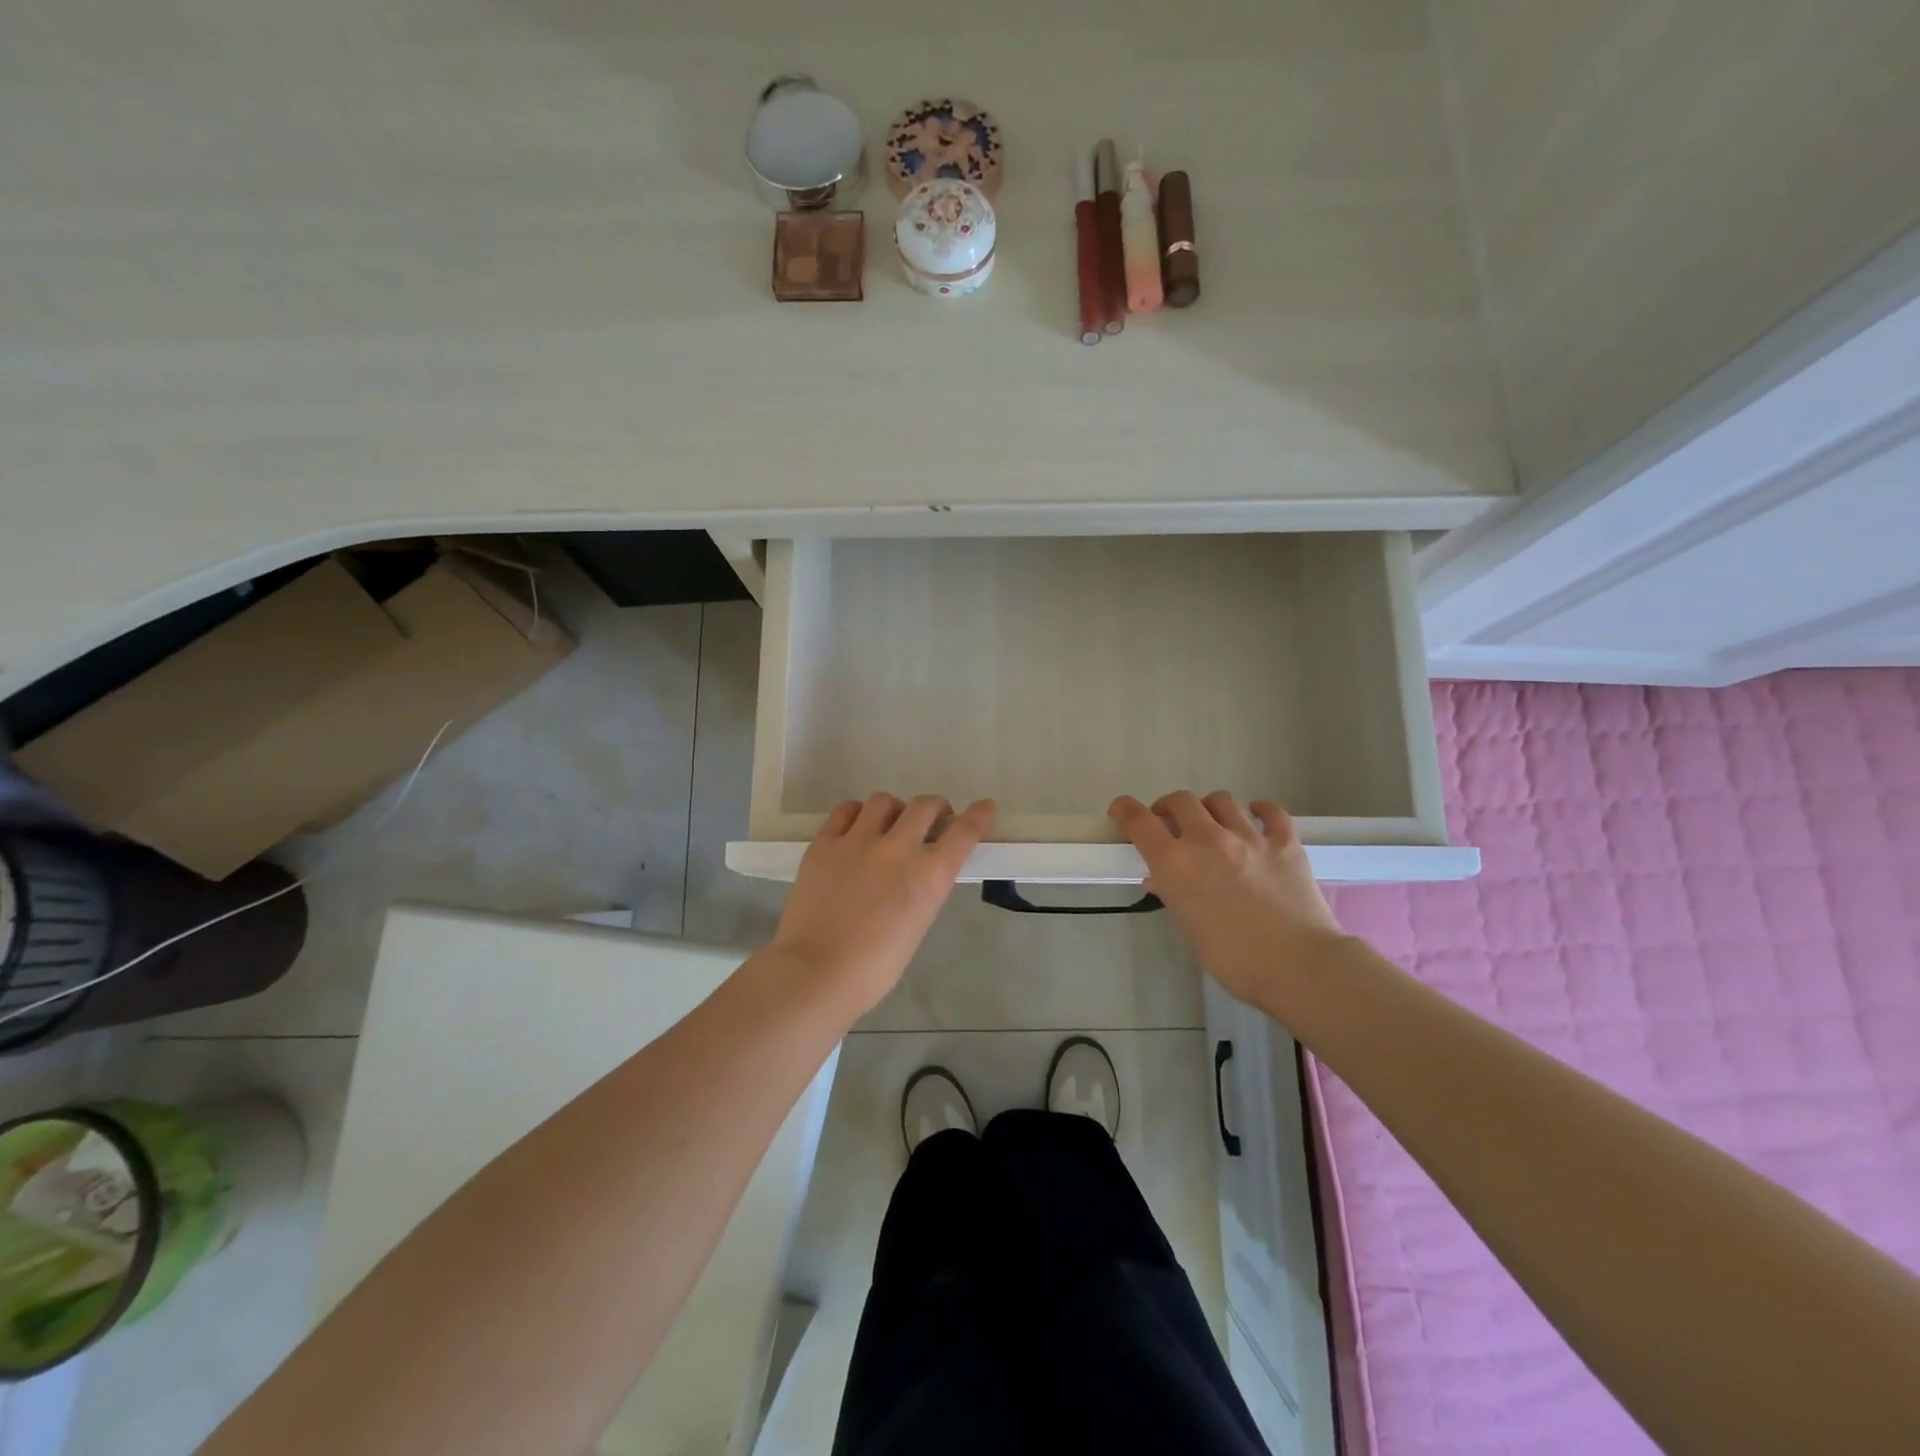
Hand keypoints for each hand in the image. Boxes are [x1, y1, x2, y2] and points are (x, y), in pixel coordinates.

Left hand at [771, 793, 996, 1014]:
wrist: (817, 971)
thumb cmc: (875, 966)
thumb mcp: (918, 924)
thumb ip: (923, 889)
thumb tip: (918, 870)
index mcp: (930, 875)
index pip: (965, 831)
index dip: (979, 815)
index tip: (985, 807)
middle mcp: (898, 847)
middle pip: (926, 805)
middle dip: (936, 809)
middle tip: (932, 821)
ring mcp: (858, 840)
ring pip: (884, 801)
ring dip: (895, 810)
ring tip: (888, 826)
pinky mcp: (824, 843)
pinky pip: (846, 810)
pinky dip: (858, 814)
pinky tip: (856, 828)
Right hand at [1109, 791, 1343, 1007]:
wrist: (1298, 967)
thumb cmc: (1233, 959)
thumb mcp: (1189, 928)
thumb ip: (1173, 895)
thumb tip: (1160, 879)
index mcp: (1176, 864)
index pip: (1139, 821)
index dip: (1125, 810)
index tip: (1121, 811)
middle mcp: (1208, 840)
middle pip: (1180, 800)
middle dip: (1169, 807)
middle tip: (1171, 823)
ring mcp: (1249, 837)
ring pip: (1221, 799)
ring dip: (1210, 808)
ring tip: (1213, 824)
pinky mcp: (1285, 842)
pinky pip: (1270, 811)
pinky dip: (1259, 811)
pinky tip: (1256, 820)